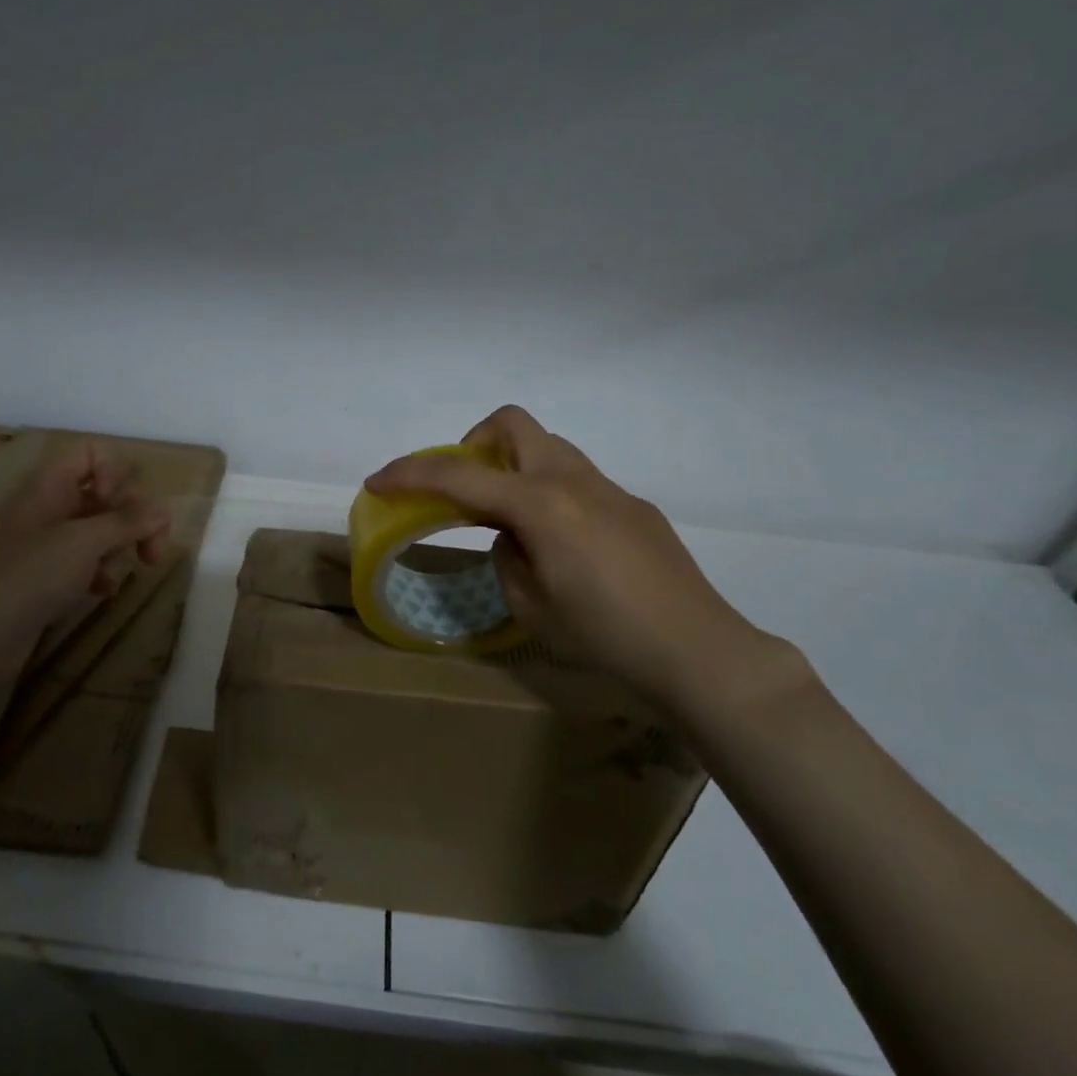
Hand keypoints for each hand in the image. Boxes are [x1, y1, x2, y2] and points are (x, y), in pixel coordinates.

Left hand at [0, 438, 171, 642]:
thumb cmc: (29, 575)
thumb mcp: (84, 542)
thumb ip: (127, 522)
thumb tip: (162, 511)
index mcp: (50, 485)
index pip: (89, 453)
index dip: (113, 471)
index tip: (120, 504)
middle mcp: (50, 506)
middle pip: (104, 491)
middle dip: (133, 515)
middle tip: (151, 548)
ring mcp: (48, 543)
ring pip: (99, 528)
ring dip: (121, 545)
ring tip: (127, 570)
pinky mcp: (48, 577)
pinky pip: (87, 561)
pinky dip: (101, 571)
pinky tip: (103, 591)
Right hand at [364, 406, 799, 711]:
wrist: (698, 651)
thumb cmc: (605, 636)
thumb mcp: (531, 606)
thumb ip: (507, 556)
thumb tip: (513, 537)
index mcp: (540, 504)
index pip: (459, 477)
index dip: (410, 475)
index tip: (378, 482)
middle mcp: (573, 480)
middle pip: (510, 424)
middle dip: (472, 445)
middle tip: (464, 491)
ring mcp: (609, 488)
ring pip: (546, 447)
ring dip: (512, 467)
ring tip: (509, 521)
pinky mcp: (633, 505)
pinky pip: (575, 479)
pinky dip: (547, 491)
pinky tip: (562, 546)